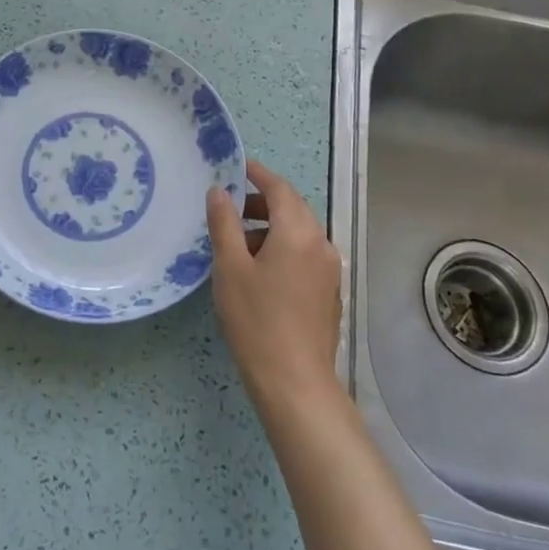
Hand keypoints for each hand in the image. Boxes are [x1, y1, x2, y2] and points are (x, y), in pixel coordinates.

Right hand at [206, 159, 343, 411]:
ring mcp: (328, 270)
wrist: (295, 382)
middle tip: (229, 206)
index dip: (257, 174)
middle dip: (262, 202)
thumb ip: (224, 223)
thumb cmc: (256, 320)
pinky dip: (282, 248)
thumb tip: (219, 191)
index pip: (280, 188)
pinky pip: (305, 255)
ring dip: (270, 228)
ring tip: (237, 242)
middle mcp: (320, 243)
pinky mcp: (328, 292)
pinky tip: (259, 270)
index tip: (236, 166)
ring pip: (299, 233)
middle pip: (293, 209)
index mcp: (298, 232)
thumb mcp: (230, 267)